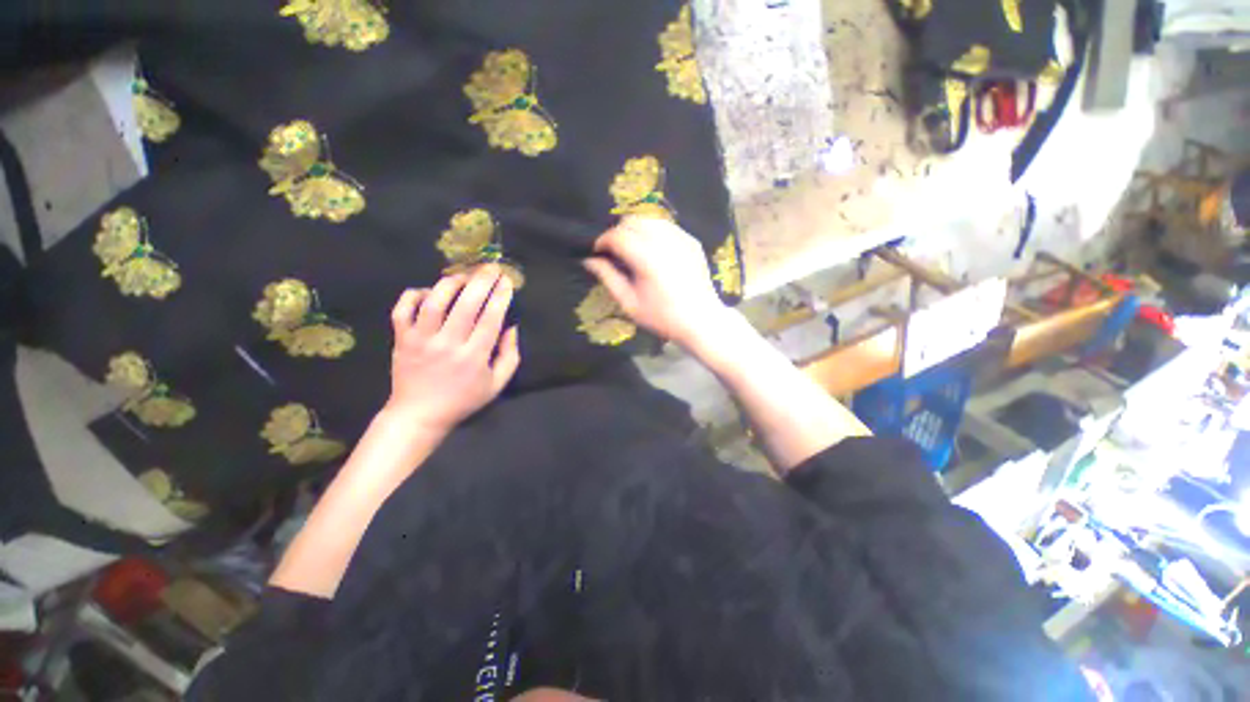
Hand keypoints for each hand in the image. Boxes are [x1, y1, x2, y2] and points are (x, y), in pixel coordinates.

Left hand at [386, 266, 519, 433]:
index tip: (507, 281)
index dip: (500, 297)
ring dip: (451, 283)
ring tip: (463, 275)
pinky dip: (414, 295)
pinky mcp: (401, 339)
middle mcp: (447, 344)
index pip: (490, 319)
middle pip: (466, 305)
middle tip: (491, 267)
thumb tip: (511, 327)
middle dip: (482, 281)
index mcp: (474, 357)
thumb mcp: (497, 384)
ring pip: (434, 301)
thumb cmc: (463, 399)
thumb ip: (510, 356)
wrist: (419, 415)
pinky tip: (428, 291)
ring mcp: (421, 340)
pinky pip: (403, 309)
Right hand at [583, 217, 727, 346]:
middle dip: (618, 232)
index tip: (598, 252)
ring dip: (636, 229)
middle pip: (632, 221)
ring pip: (649, 219)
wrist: (701, 320)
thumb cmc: (662, 317)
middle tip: (615, 252)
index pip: (617, 235)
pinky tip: (653, 250)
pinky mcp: (691, 241)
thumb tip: (589, 260)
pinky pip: (666, 226)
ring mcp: (681, 239)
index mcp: (647, 259)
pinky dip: (654, 232)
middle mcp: (664, 242)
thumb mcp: (630, 303)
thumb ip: (608, 278)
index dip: (602, 240)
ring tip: (633, 249)